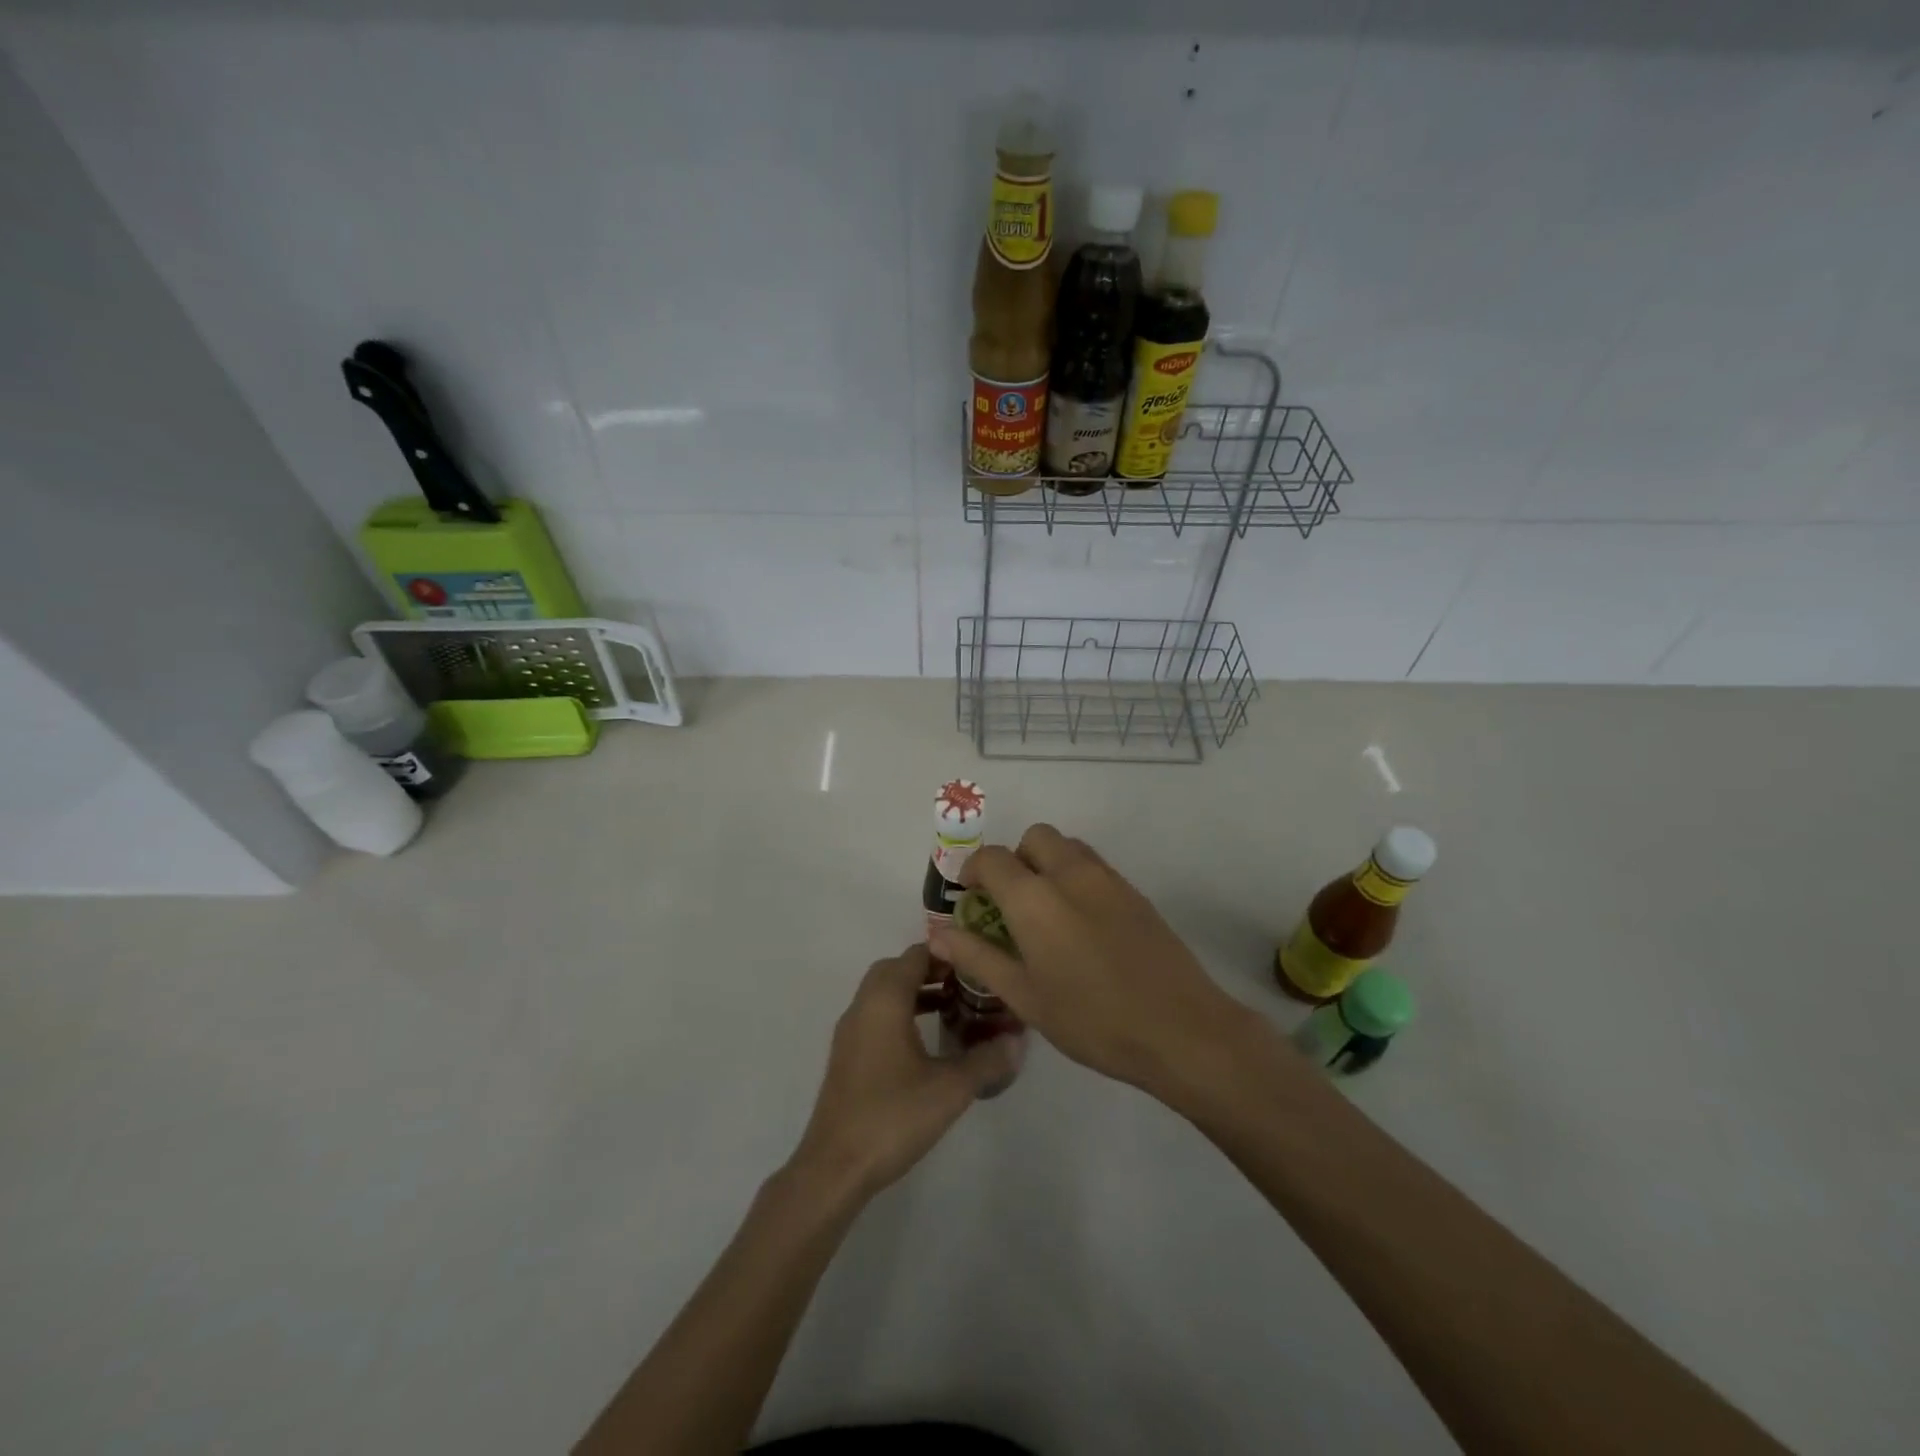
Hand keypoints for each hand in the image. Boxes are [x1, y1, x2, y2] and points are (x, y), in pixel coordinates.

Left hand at [787, 944, 1019, 1200]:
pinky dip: (901, 1013)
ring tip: (953, 1009)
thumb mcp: (950, 1088)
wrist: (835, 1167)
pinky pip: (876, 1015)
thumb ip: (987, 1059)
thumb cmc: (893, 1116)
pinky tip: (926, 1042)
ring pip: (884, 993)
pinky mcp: (847, 1055)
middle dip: (932, 971)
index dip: (948, 955)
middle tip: (966, 986)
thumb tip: (1017, 1040)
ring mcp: (850, 1031)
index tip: (979, 965)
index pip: (916, 955)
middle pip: (897, 969)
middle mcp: (863, 1005)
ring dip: (915, 992)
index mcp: (885, 1000)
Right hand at [928, 824, 1257, 1100]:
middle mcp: (1069, 873)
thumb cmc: (1092, 1020)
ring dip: (1047, 863)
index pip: (992, 858)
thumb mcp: (1025, 996)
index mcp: (1034, 897)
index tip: (971, 898)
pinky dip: (1075, 877)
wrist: (1180, 1028)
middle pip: (1034, 837)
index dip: (973, 871)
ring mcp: (1107, 878)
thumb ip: (978, 957)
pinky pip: (1094, 866)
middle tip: (1010, 902)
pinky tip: (1082, 925)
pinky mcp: (1134, 891)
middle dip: (1014, 859)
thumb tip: (939, 934)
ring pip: (1067, 846)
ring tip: (1046, 912)